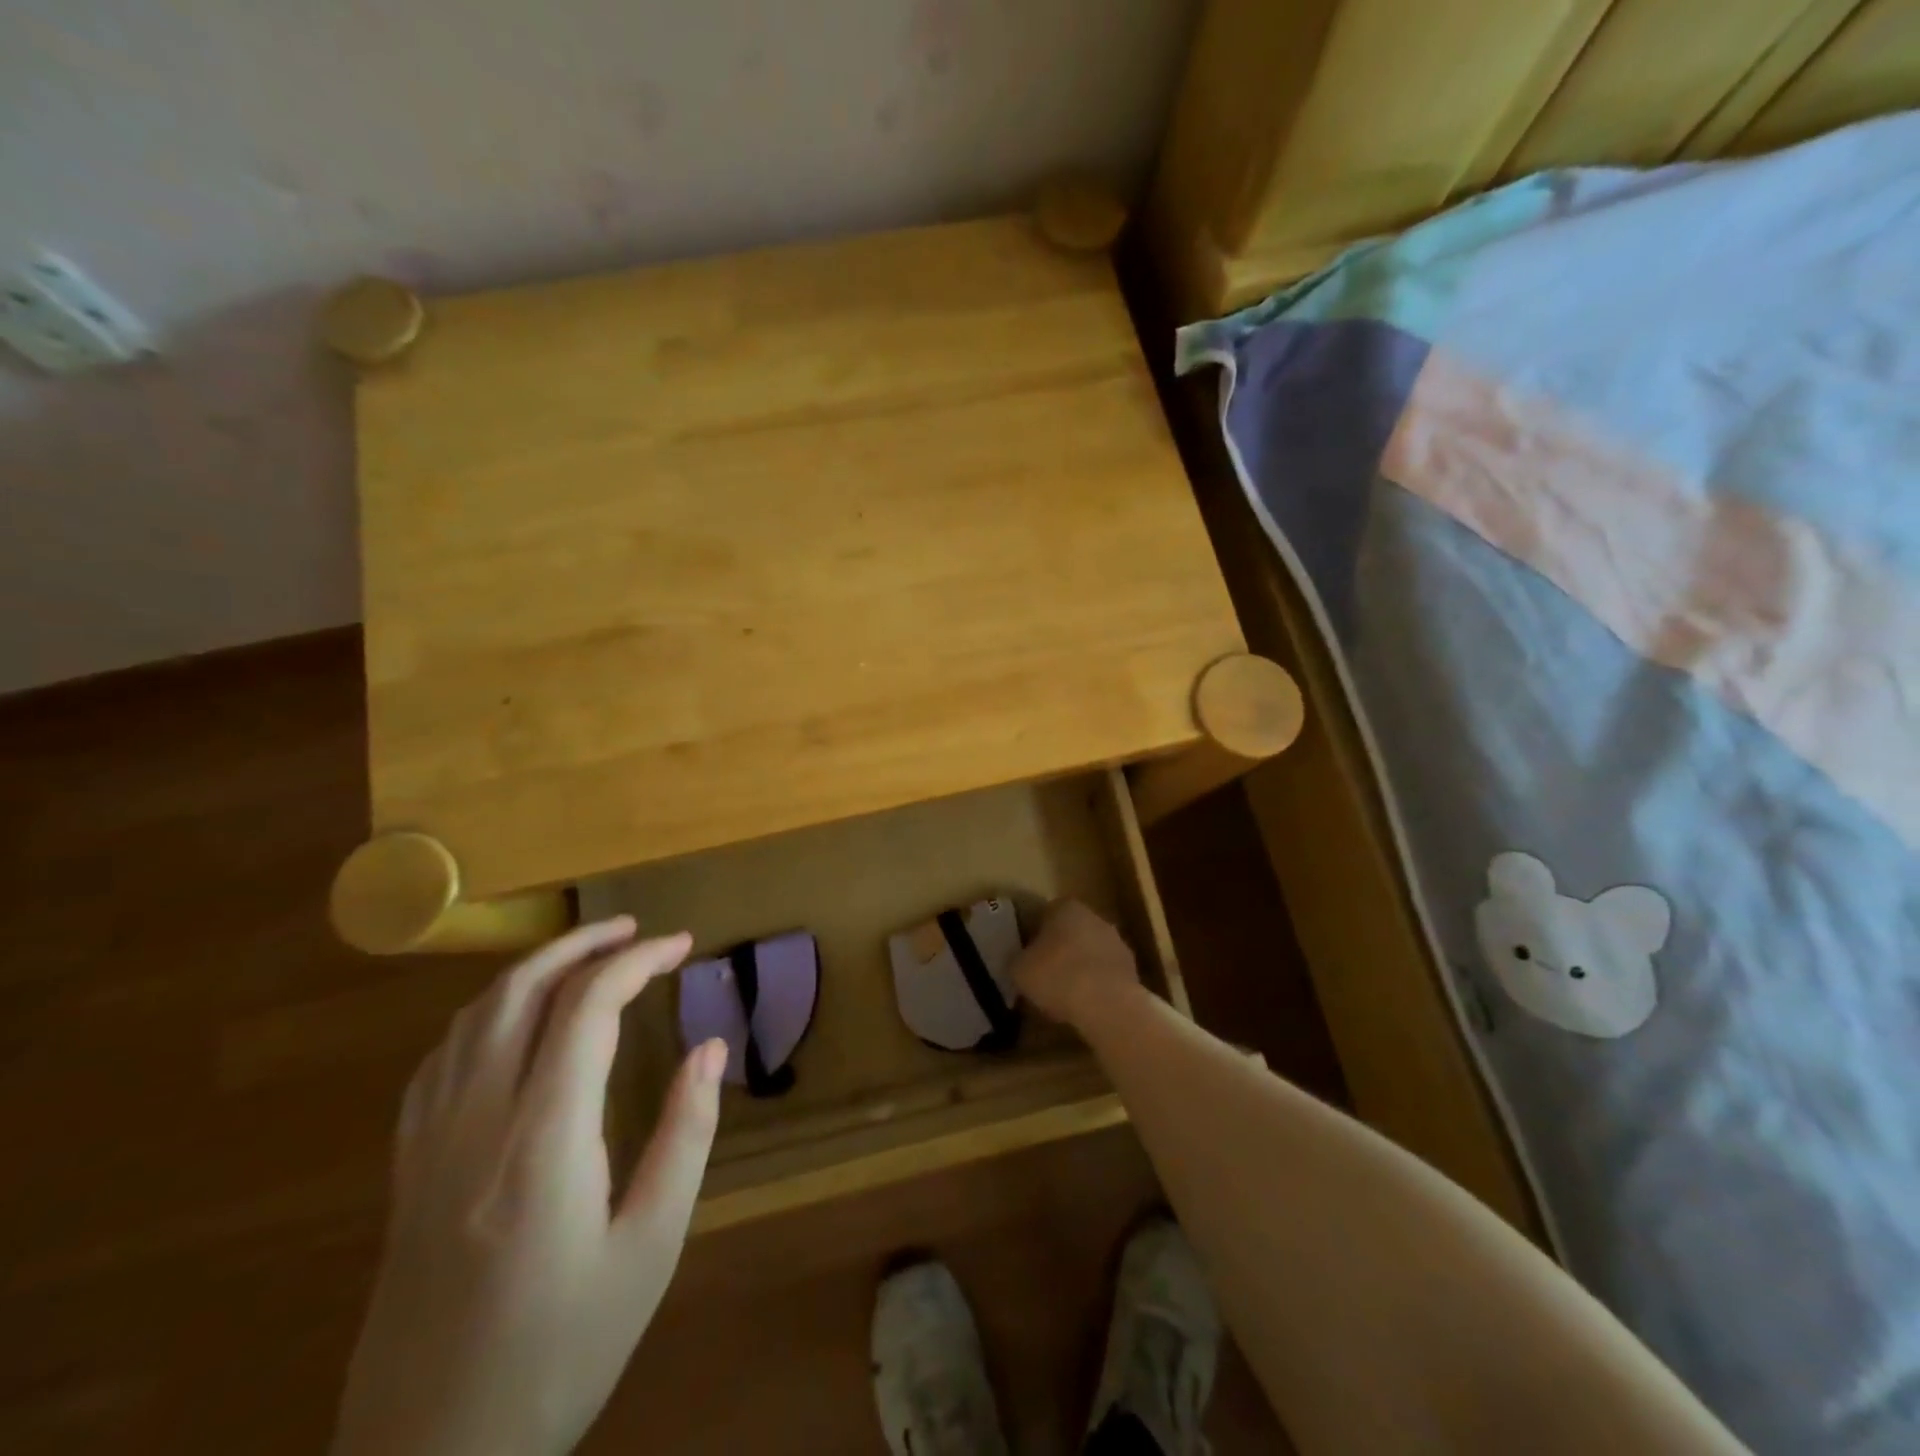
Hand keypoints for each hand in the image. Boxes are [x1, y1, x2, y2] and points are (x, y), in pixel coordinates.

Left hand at [333, 918, 726, 1455]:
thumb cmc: (561, 1352)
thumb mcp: (650, 1248)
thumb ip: (684, 1136)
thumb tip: (710, 1047)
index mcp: (542, 1139)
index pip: (587, 1008)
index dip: (637, 960)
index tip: (682, 944)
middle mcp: (477, 1123)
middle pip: (520, 992)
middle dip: (581, 944)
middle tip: (635, 929)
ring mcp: (429, 1146)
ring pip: (473, 1018)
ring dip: (533, 970)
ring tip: (586, 958)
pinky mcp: (405, 1173)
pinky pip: (439, 1061)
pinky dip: (486, 1015)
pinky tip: (512, 1023)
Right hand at [1012, 900, 1140, 1029]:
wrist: (1108, 1005)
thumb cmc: (1057, 977)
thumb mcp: (1019, 969)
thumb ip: (1017, 959)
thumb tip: (1019, 961)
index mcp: (1065, 907)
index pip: (1044, 913)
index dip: (1033, 935)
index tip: (1026, 956)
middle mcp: (1093, 916)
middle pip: (1070, 931)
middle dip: (1058, 949)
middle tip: (1043, 975)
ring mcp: (1116, 941)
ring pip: (1089, 952)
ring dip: (1079, 967)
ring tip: (1064, 996)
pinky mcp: (1131, 968)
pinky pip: (1105, 974)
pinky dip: (1096, 985)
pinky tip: (1085, 1005)